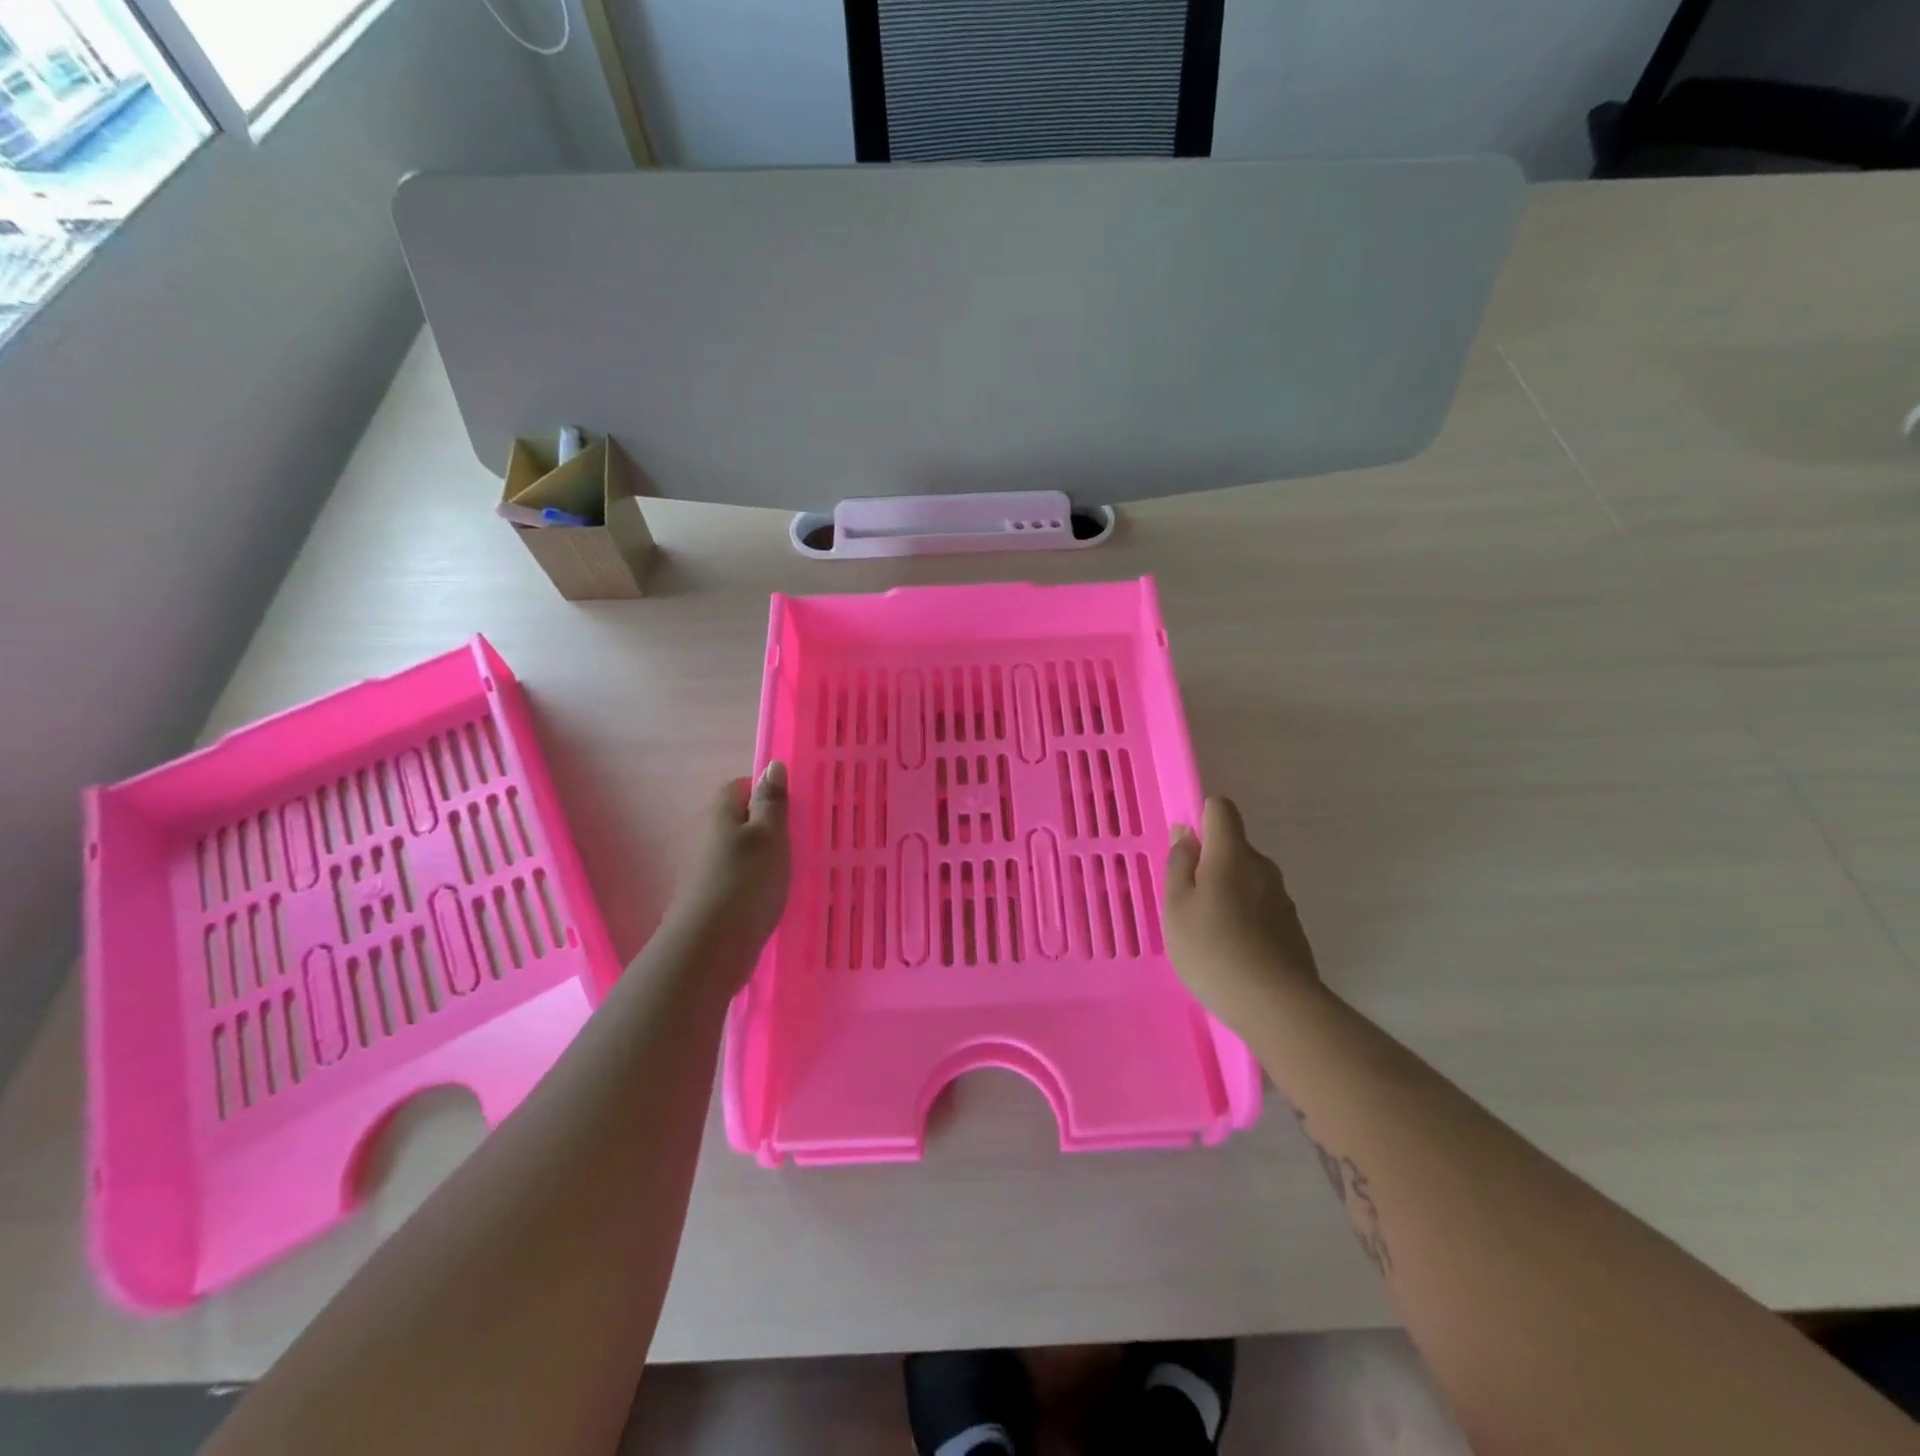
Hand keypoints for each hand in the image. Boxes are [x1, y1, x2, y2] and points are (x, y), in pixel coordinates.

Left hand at [659, 763, 790, 979]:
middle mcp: (707, 834)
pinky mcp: (712, 897)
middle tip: (802, 838)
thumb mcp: (768, 835)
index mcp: (720, 812)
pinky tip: (776, 896)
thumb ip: (772, 801)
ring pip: (741, 851)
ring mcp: (707, 869)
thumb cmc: (744, 882)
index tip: (796, 809)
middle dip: (769, 826)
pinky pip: (740, 878)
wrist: (709, 948)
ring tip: (795, 868)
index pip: (743, 786)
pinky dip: (757, 882)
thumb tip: (772, 764)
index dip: (768, 793)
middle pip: (741, 819)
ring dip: (764, 857)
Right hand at [1163, 796, 1320, 1030]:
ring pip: (1246, 880)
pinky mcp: (1291, 928)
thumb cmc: (1213, 949)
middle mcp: (1262, 867)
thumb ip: (1179, 864)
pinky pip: (1259, 908)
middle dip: (1209, 864)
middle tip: (1186, 902)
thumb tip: (1186, 833)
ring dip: (1226, 894)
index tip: (1184, 850)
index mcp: (1232, 854)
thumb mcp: (1176, 907)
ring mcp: (1282, 898)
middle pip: (1233, 847)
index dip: (1201, 818)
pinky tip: (1231, 952)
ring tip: (1206, 933)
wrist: (1277, 1006)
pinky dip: (1243, 918)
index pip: (1221, 809)